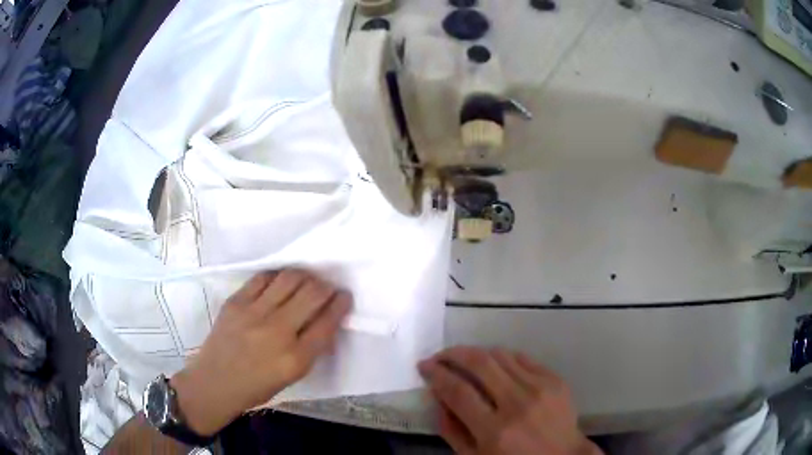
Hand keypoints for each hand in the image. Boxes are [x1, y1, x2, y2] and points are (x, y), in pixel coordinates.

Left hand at [169, 269, 352, 435]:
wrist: (215, 382)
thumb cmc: (257, 387)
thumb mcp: (293, 376)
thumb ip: (311, 348)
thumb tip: (325, 320)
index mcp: (296, 358)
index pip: (327, 322)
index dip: (341, 304)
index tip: (344, 296)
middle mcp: (277, 331)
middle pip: (312, 294)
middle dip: (327, 286)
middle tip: (327, 287)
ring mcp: (253, 313)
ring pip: (289, 278)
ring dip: (305, 276)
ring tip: (306, 281)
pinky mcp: (235, 302)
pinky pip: (263, 278)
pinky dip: (278, 277)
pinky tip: (280, 282)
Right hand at [418, 347, 600, 454]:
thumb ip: (452, 429)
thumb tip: (438, 396)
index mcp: (495, 431)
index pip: (458, 391)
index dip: (436, 374)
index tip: (424, 366)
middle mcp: (518, 404)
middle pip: (480, 363)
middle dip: (453, 353)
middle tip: (440, 356)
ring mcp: (541, 388)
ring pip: (500, 354)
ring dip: (476, 353)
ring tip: (464, 360)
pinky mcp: (555, 379)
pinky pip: (522, 358)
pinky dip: (502, 358)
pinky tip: (494, 367)